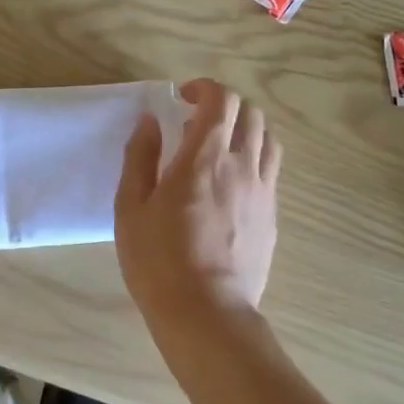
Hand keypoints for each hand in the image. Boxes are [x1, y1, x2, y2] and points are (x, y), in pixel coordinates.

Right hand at [115, 79, 280, 341]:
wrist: (207, 315)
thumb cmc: (158, 260)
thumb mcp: (131, 207)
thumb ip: (140, 157)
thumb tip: (151, 121)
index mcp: (205, 158)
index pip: (222, 100)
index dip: (205, 88)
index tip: (183, 98)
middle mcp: (242, 166)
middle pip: (251, 113)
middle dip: (225, 106)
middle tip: (197, 122)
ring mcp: (264, 193)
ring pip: (268, 140)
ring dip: (245, 130)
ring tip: (220, 147)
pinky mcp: (273, 217)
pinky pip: (271, 172)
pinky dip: (254, 160)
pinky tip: (231, 184)